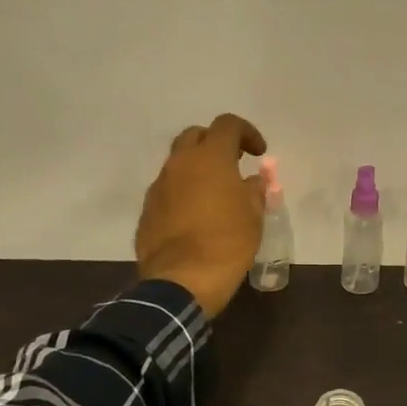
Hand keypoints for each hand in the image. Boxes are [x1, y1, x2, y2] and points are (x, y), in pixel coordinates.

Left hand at [134, 113, 267, 316]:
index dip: (246, 132)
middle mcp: (180, 163)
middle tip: (233, 164)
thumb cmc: (227, 244)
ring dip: (197, 168)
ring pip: (178, 162)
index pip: (227, 124)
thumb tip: (251, 181)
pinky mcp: (147, 209)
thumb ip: (254, 191)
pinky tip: (196, 215)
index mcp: (210, 158)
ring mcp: (159, 186)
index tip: (258, 153)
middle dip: (215, 143)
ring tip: (215, 192)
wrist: (181, 281)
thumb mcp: (253, 217)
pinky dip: (183, 191)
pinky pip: (168, 188)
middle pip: (195, 135)